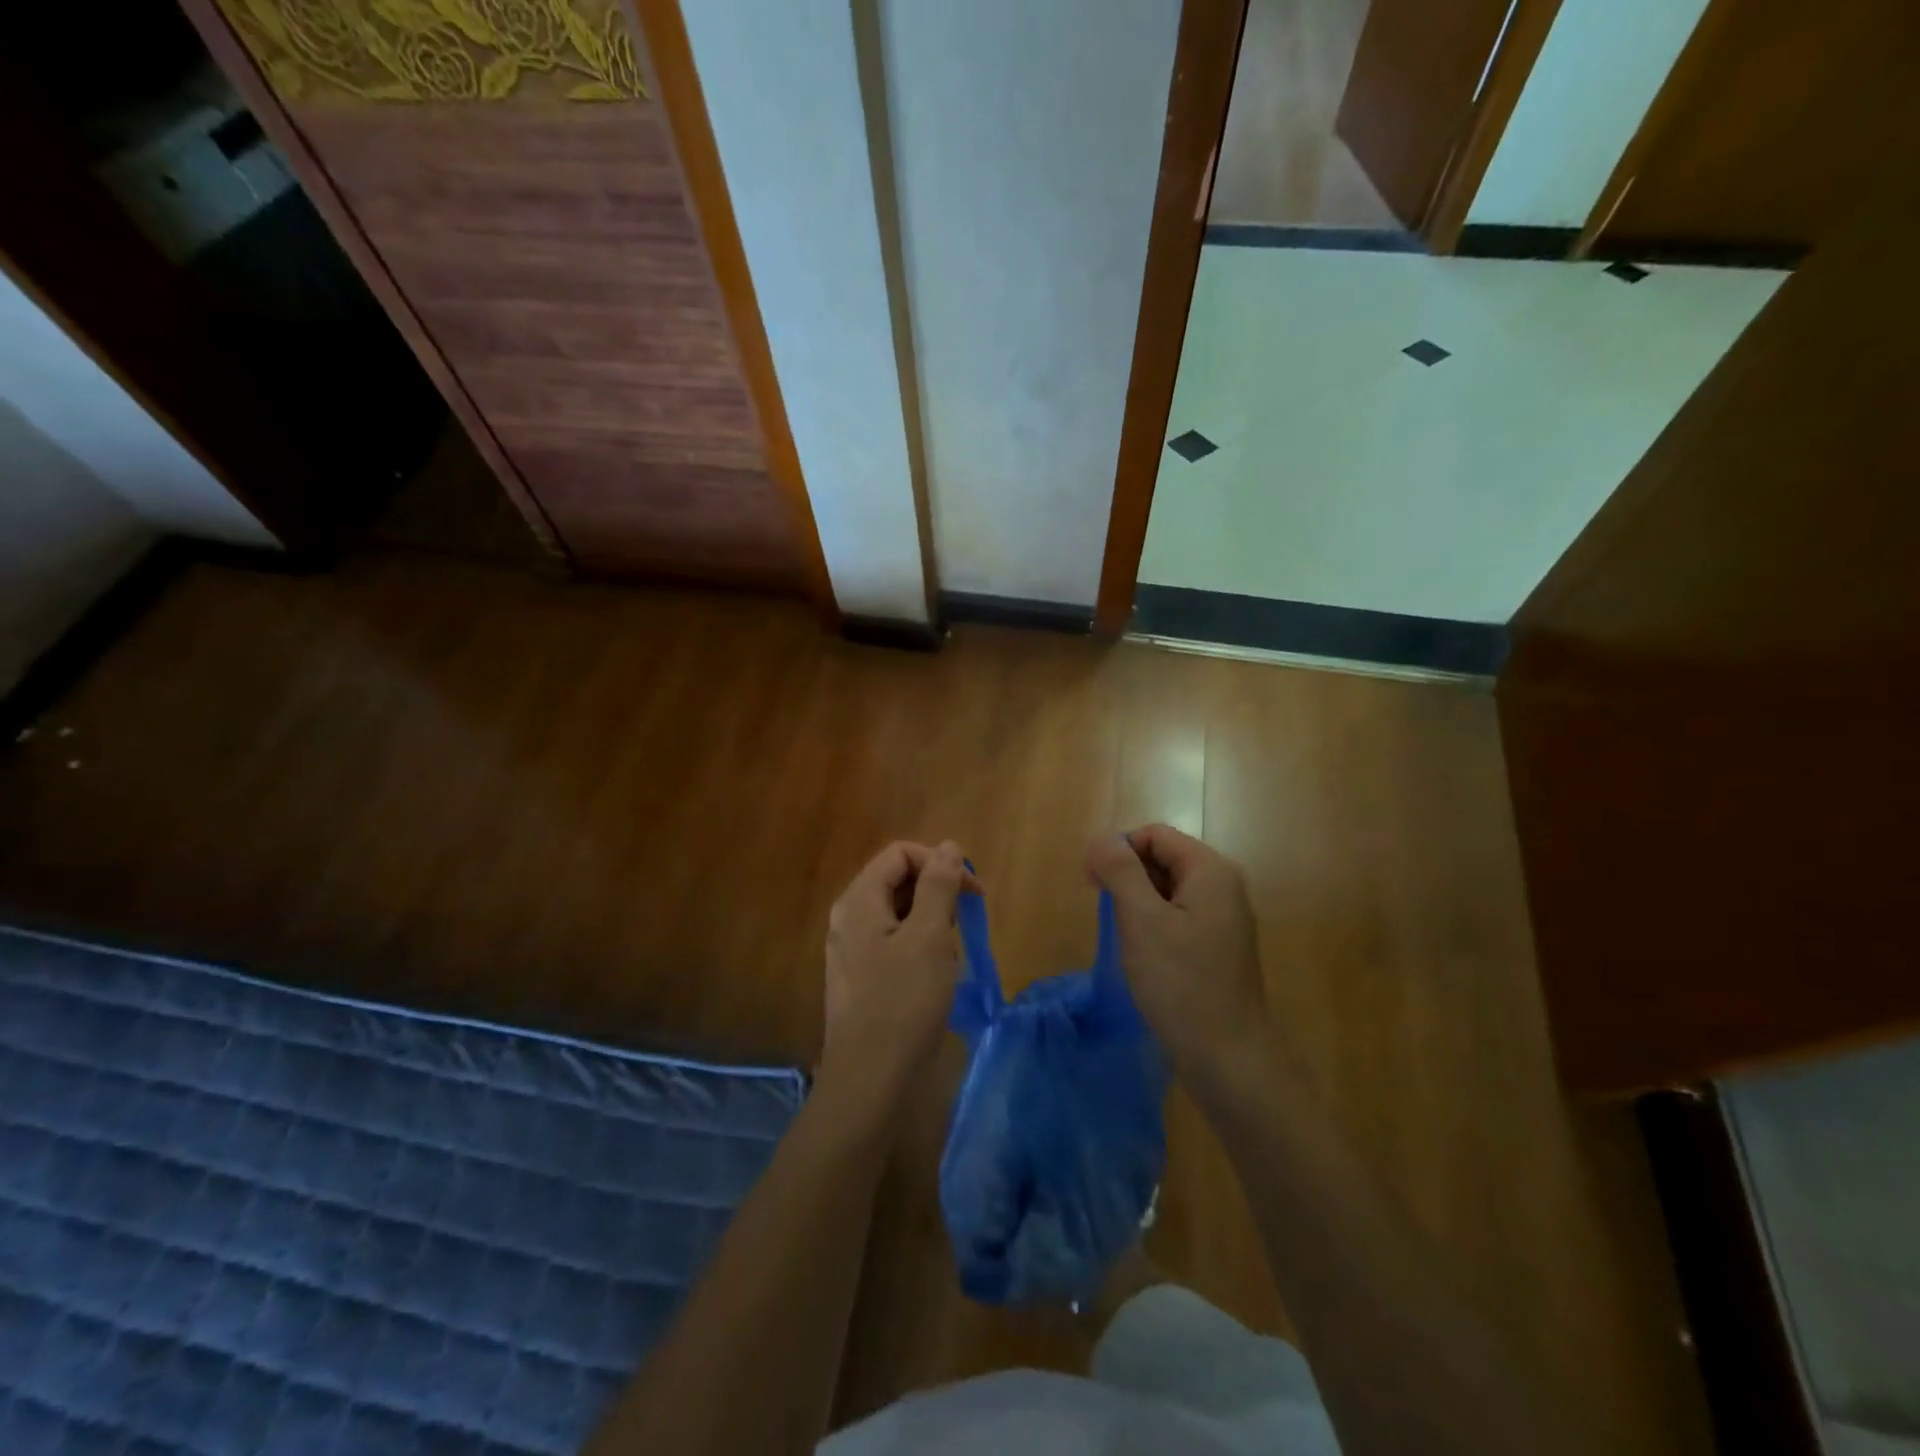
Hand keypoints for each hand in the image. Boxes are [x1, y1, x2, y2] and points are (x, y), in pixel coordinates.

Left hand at [821, 840, 971, 1110]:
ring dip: (931, 923)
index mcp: (858, 900)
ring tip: (948, 957)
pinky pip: (894, 943)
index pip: (900, 854)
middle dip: (937, 894)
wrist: (870, 1080)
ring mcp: (851, 949)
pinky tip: (934, 977)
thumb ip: (938, 885)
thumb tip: (947, 846)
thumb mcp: (929, 936)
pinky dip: (919, 948)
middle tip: (963, 926)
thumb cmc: (903, 1002)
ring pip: (899, 914)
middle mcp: (848, 918)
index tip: (973, 892)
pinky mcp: (861, 977)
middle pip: (897, 881)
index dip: (939, 862)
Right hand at [1086, 826, 1269, 1080]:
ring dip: (1137, 902)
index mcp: (1210, 871)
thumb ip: (1120, 872)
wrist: (1228, 1057)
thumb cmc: (1181, 983)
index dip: (1119, 851)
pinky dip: (1153, 924)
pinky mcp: (1217, 946)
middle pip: (1163, 858)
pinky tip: (1141, 953)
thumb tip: (1101, 840)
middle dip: (1127, 876)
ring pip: (1167, 890)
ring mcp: (1223, 918)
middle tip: (1104, 911)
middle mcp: (1222, 886)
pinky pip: (1177, 916)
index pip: (1154, 835)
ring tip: (1122, 935)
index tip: (1094, 884)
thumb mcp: (1142, 920)